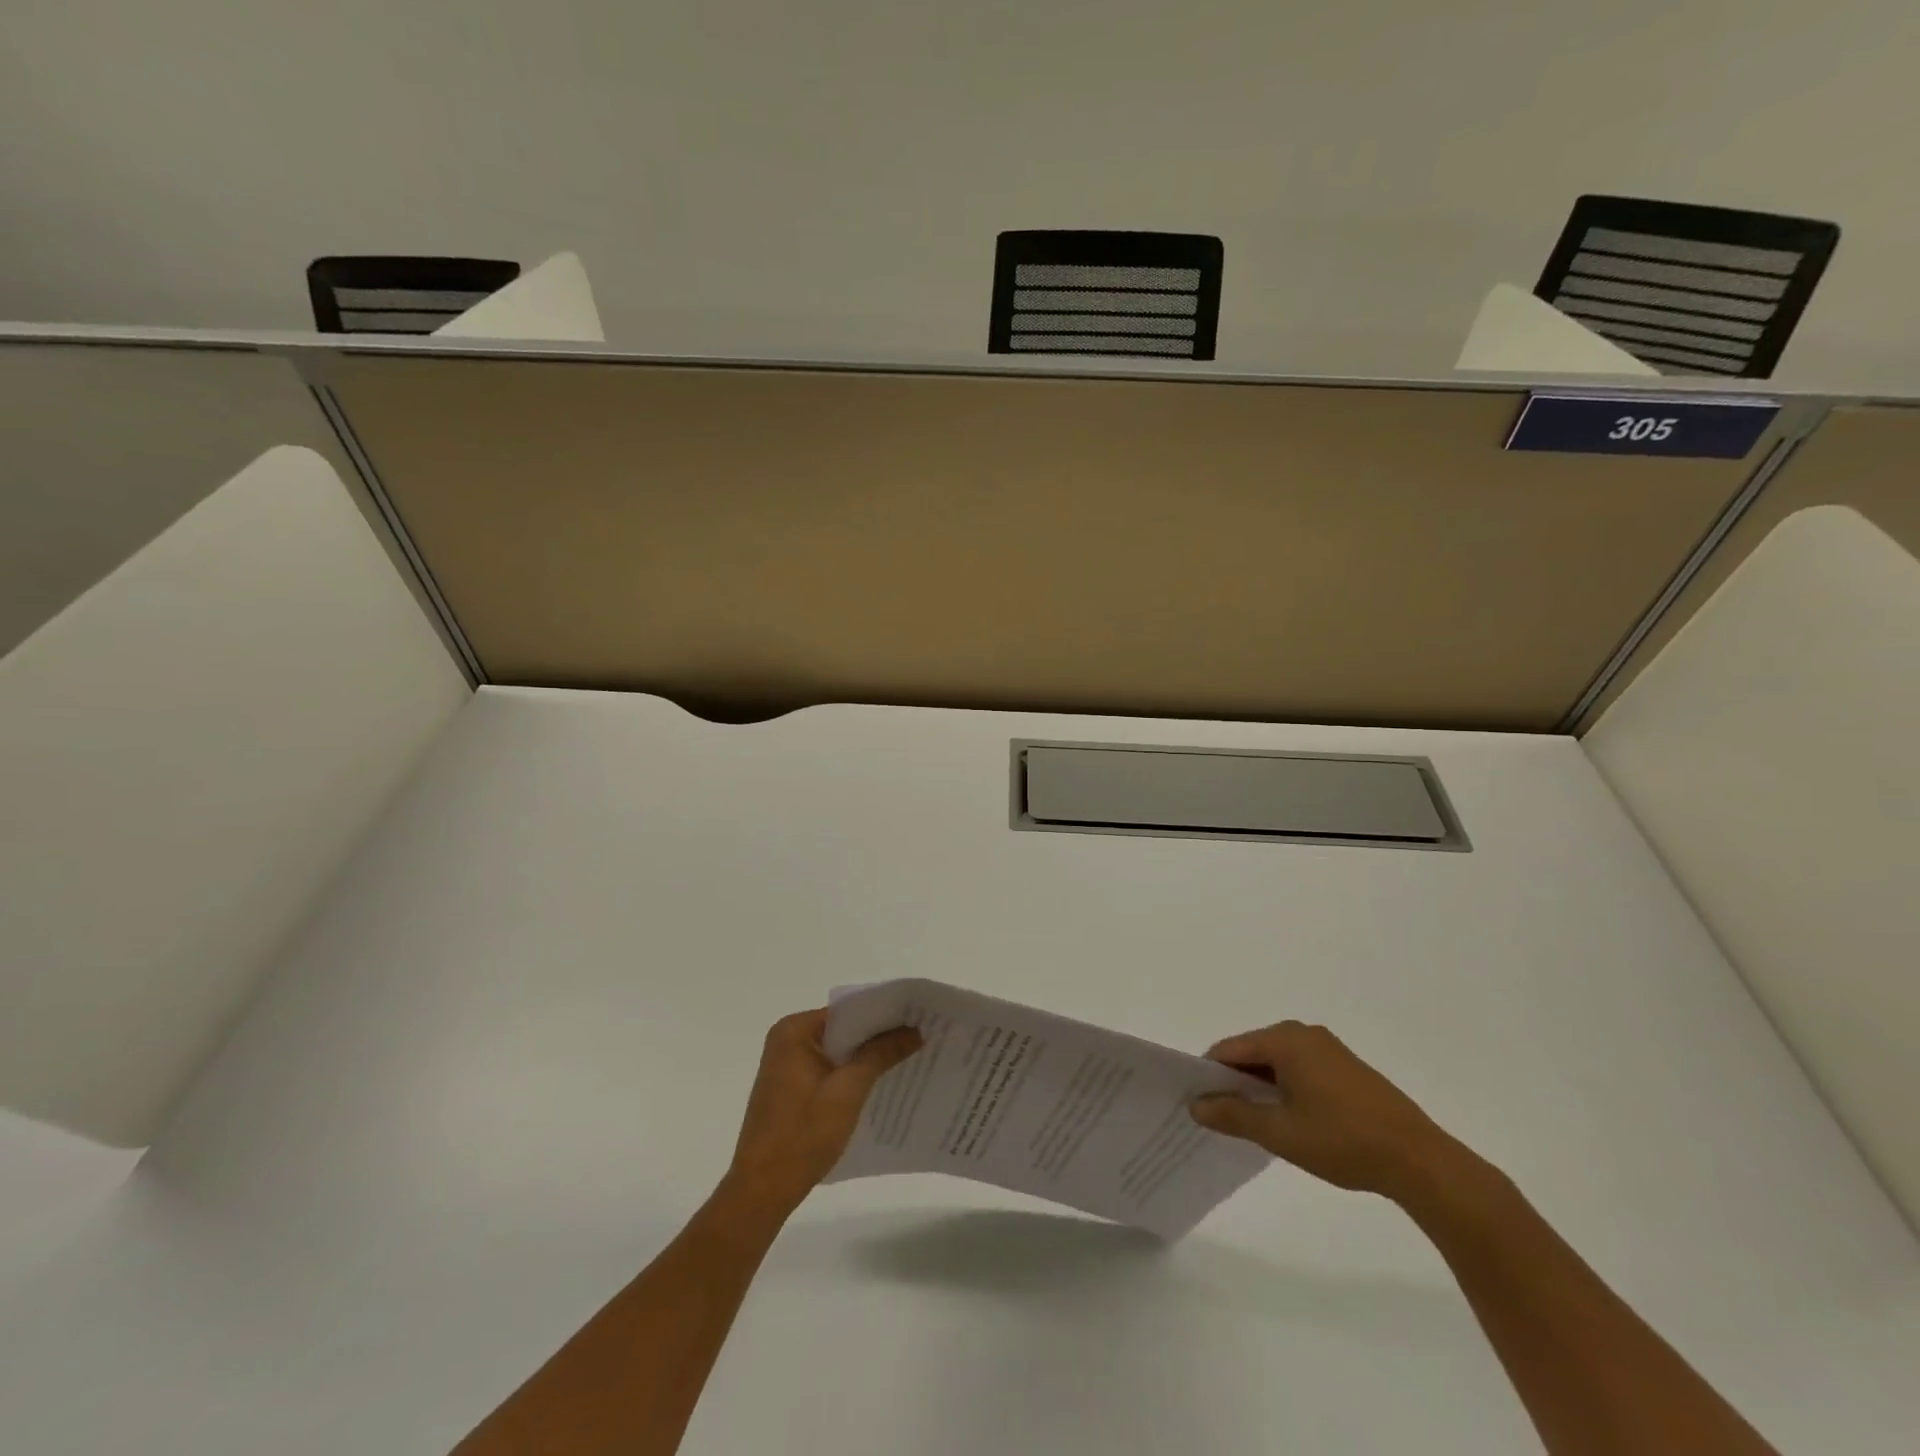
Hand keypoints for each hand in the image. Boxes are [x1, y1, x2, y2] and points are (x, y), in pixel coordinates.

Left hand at [724, 1009, 921, 1215]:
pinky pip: (828, 1069)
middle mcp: (786, 1040)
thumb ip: (881, 1054)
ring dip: (866, 1057)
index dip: (883, 1014)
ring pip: (837, 1051)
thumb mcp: (848, 1091)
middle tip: (919, 1038)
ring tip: (907, 1058)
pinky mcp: (790, 1089)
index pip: (848, 1011)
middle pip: (843, 1029)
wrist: (761, 1192)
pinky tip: (879, 1084)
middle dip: (878, 1036)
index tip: (916, 1019)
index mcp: (794, 1031)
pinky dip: (851, 1074)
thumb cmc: (802, 1135)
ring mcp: (786, 1066)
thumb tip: (915, 1029)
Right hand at [1189, 1021, 1468, 1203]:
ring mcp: (1328, 1049)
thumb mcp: (1279, 1132)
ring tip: (1252, 1124)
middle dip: (1234, 1082)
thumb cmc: (1342, 1140)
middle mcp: (1303, 1033)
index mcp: (1284, 1039)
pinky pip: (1299, 1070)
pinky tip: (1288, 1120)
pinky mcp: (1346, 1068)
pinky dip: (1285, 1089)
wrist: (1419, 1161)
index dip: (1208, 1075)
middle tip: (1221, 1118)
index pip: (1229, 1049)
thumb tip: (1195, 1105)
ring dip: (1260, 1088)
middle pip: (1252, 1052)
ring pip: (1276, 1063)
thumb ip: (1233, 1114)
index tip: (1196, 1104)